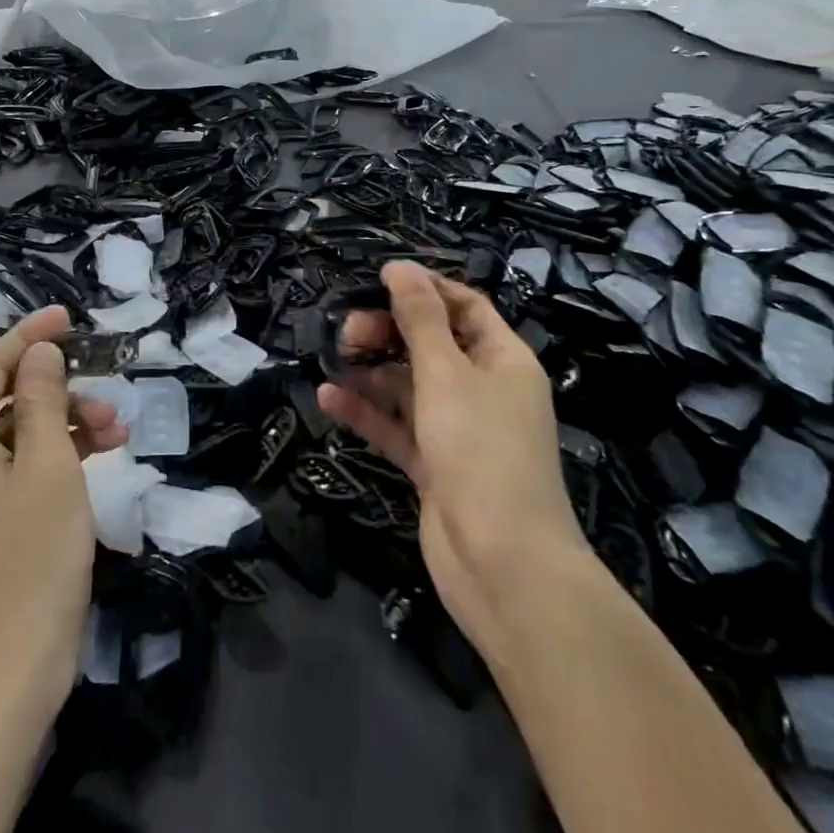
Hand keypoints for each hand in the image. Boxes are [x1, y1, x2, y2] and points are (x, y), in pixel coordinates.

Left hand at [0, 307, 127, 730]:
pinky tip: (94, 462)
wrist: (0, 683)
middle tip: (111, 403)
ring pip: (18, 437)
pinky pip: (18, 472)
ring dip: (67, 426)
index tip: (69, 317)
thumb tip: (39, 353)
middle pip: (6, 401)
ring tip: (118, 437)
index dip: (28, 336)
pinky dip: (56, 460)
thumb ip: (44, 401)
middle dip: (61, 392)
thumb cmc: (29, 563)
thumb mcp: (48, 468)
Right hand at [317, 262, 591, 661]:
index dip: (425, 289)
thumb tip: (400, 266)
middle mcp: (484, 389)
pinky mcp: (435, 465)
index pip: (465, 306)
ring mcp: (458, 430)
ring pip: (409, 385)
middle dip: (389, 331)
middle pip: (432, 344)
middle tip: (346, 330)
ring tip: (334, 359)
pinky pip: (397, 426)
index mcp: (503, 360)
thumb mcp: (446, 372)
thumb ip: (420, 318)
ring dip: (372, 370)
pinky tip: (329, 398)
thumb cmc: (480, 450)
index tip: (378, 279)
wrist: (504, 566)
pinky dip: (368, 412)